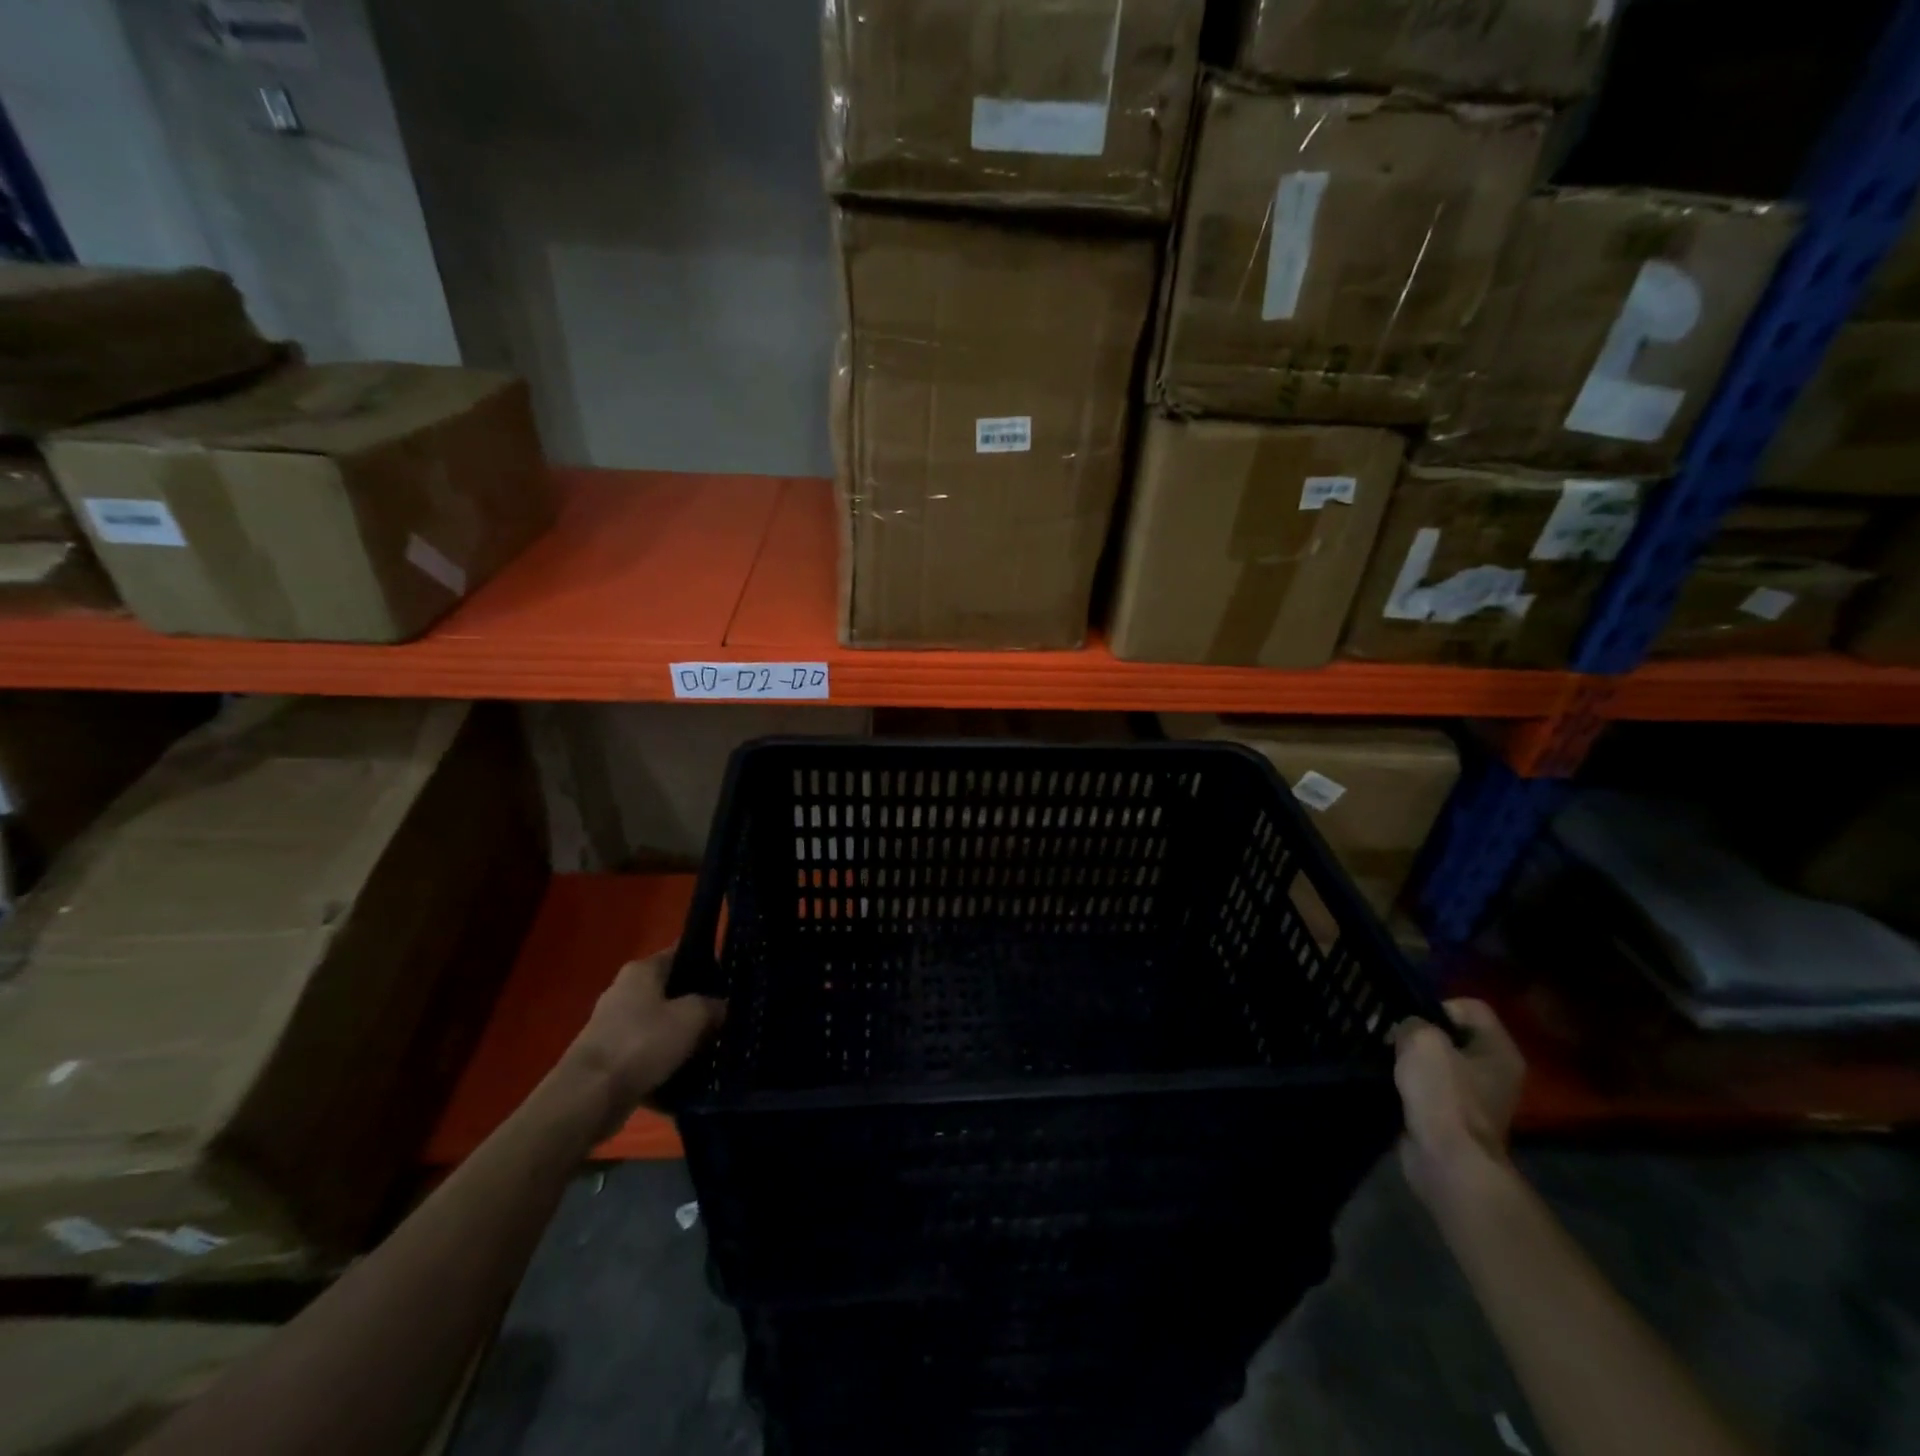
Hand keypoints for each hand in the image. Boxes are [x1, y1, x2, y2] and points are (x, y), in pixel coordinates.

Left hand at [560, 947, 725, 1134]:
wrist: (589, 1096)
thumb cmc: (642, 1043)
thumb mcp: (692, 1017)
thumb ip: (713, 1005)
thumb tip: (721, 1006)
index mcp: (641, 970)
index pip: (680, 954)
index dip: (707, 965)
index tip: (729, 983)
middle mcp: (624, 990)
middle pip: (670, 991)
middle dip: (695, 1005)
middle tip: (723, 1020)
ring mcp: (612, 1025)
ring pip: (659, 1024)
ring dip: (680, 1036)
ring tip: (708, 1050)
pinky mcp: (608, 1057)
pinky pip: (645, 1053)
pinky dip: (662, 1061)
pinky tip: (684, 1074)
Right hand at [1392, 998, 1524, 1213]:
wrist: (1448, 1161)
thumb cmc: (1444, 1095)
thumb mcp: (1422, 1040)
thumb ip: (1412, 1022)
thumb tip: (1406, 1030)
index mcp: (1499, 1051)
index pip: (1470, 1007)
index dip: (1437, 1006)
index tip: (1412, 1021)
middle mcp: (1494, 1072)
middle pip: (1452, 1034)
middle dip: (1419, 1033)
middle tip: (1391, 1037)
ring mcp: (1476, 1097)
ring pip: (1437, 1061)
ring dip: (1411, 1058)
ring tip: (1386, 1058)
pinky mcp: (1453, 1116)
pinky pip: (1429, 1086)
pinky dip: (1410, 1083)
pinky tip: (1390, 1082)